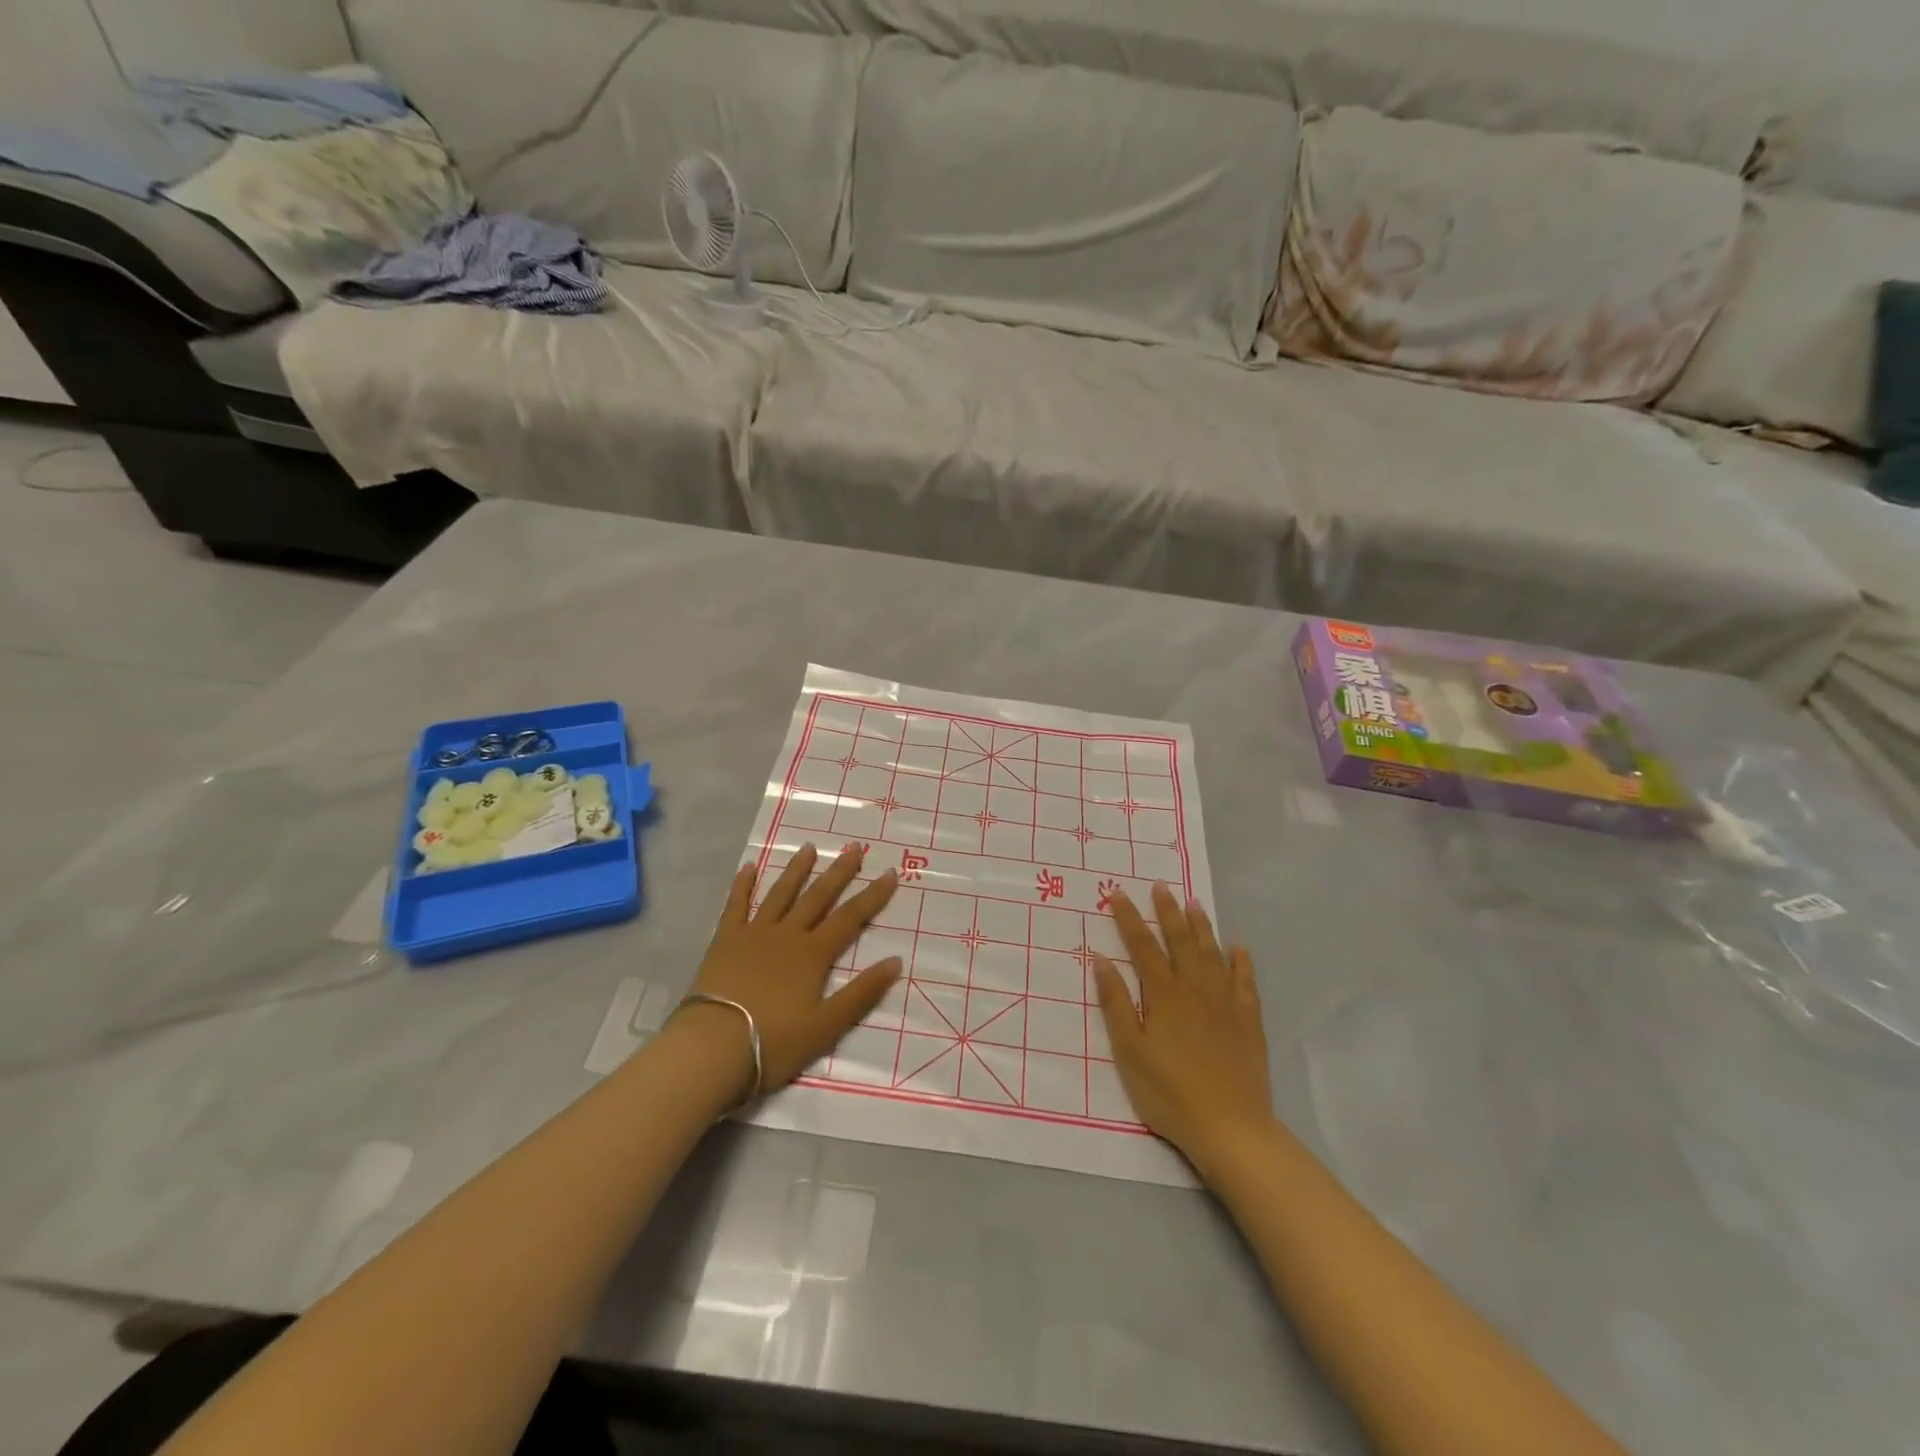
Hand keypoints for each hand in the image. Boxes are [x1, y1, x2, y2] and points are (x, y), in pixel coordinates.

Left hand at [683, 843, 901, 1100]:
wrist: (712, 1047)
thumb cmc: (773, 1043)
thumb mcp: (826, 1026)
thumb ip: (861, 993)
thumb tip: (896, 960)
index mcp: (813, 955)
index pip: (851, 918)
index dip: (872, 896)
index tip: (890, 872)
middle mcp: (787, 935)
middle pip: (818, 897)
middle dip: (839, 872)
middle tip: (853, 847)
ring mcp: (754, 934)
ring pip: (781, 893)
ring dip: (796, 870)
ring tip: (808, 847)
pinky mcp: (725, 941)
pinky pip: (736, 905)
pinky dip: (743, 885)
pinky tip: (749, 867)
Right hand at [1092, 885, 1272, 1176]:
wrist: (1230, 1127)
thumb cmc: (1169, 1092)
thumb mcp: (1130, 1050)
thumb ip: (1116, 1003)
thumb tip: (1101, 959)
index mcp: (1164, 994)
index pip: (1142, 946)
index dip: (1128, 918)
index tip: (1117, 893)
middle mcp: (1195, 989)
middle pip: (1180, 941)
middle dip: (1168, 912)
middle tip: (1161, 886)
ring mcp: (1226, 1003)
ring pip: (1212, 954)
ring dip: (1202, 927)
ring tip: (1194, 903)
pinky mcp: (1248, 1021)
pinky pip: (1245, 981)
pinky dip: (1241, 961)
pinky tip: (1238, 948)